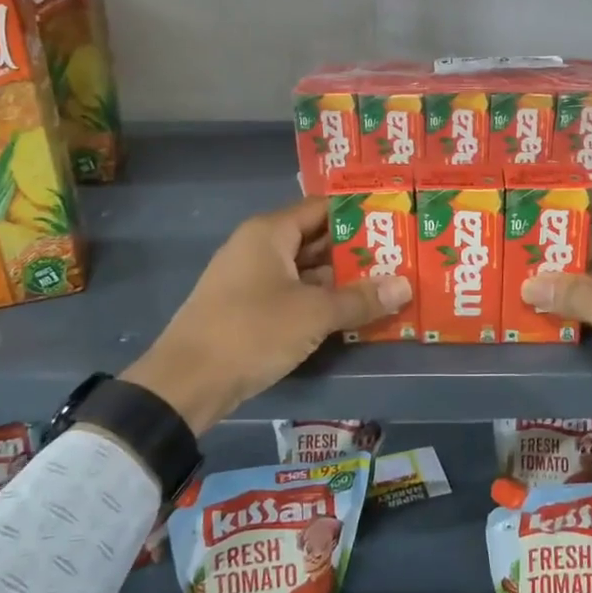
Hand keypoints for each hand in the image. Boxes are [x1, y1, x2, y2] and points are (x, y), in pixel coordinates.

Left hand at [119, 196, 411, 433]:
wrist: (186, 383)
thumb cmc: (252, 331)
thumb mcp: (314, 314)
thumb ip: (360, 299)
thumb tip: (405, 286)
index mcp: (270, 233)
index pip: (322, 209)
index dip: (359, 214)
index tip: (395, 220)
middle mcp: (259, 248)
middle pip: (316, 240)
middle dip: (356, 251)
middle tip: (401, 257)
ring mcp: (252, 280)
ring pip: (306, 271)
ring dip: (341, 280)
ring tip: (387, 285)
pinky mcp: (249, 310)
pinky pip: (294, 295)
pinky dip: (321, 301)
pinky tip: (353, 314)